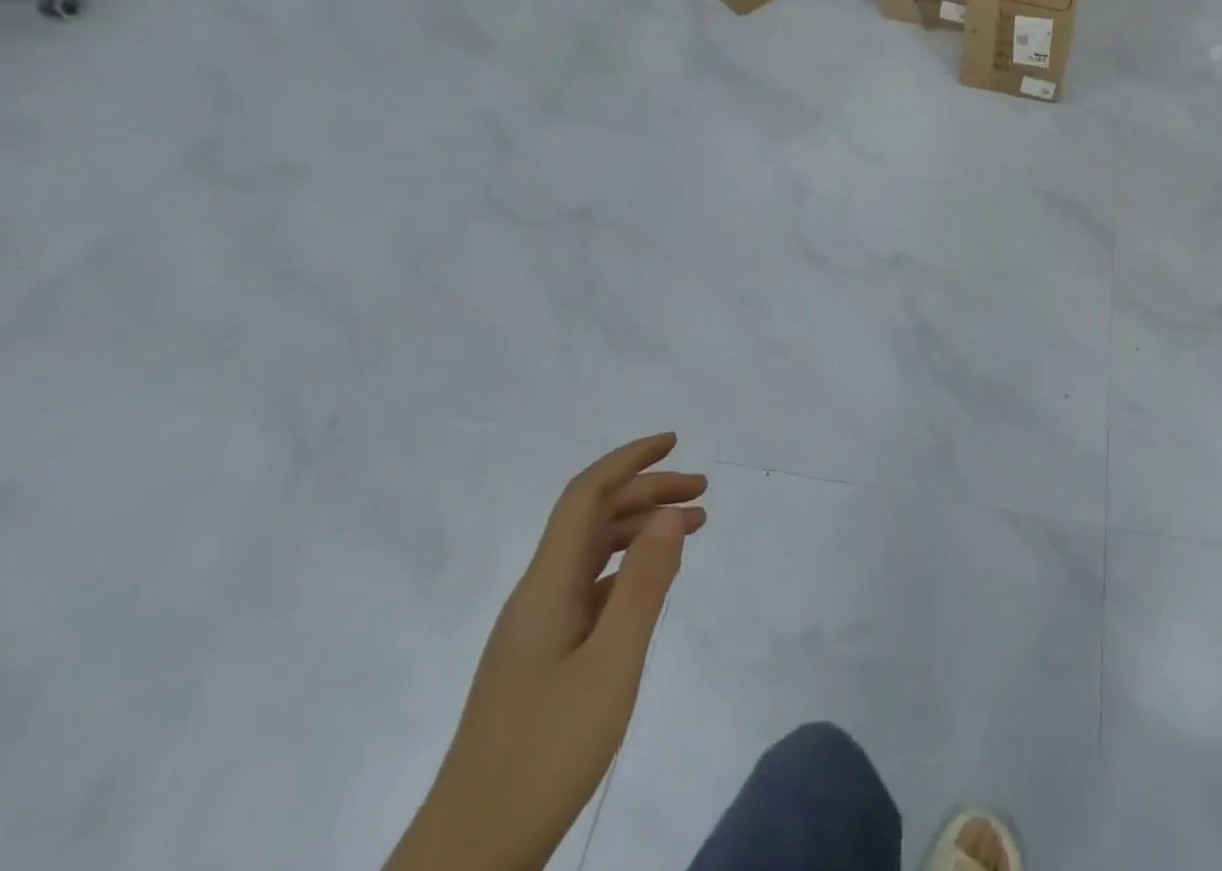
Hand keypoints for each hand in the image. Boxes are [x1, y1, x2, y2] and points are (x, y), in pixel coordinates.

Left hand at [385, 434, 707, 870]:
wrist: (470, 857)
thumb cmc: (545, 754)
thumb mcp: (612, 664)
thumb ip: (644, 583)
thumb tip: (671, 512)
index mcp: (546, 587)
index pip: (585, 497)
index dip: (628, 461)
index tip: (674, 440)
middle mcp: (538, 596)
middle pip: (592, 519)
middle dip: (647, 491)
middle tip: (703, 491)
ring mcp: (537, 630)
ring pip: (592, 553)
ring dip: (640, 528)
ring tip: (692, 527)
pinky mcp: (543, 660)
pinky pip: (591, 589)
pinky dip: (628, 569)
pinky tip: (653, 582)